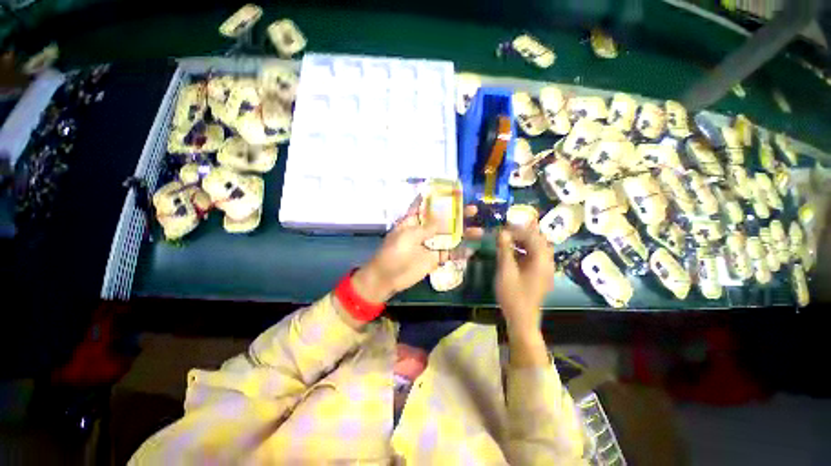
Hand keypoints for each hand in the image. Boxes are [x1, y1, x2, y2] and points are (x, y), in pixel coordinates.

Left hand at [352, 202, 483, 303]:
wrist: (388, 277)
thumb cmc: (394, 252)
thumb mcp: (408, 236)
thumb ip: (427, 228)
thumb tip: (444, 220)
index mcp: (414, 221)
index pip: (425, 205)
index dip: (436, 198)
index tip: (451, 191)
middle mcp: (424, 230)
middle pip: (443, 220)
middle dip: (457, 215)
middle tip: (473, 210)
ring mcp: (431, 244)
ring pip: (450, 236)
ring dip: (463, 234)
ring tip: (478, 231)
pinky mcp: (434, 258)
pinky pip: (449, 254)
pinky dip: (460, 253)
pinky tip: (472, 250)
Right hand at [495, 221, 553, 338]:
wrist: (522, 319)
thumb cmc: (513, 295)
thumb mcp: (506, 271)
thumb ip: (505, 250)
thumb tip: (502, 232)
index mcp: (541, 260)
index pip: (533, 236)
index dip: (518, 228)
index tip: (503, 226)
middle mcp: (547, 261)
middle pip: (538, 239)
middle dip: (522, 232)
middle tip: (505, 230)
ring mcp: (544, 268)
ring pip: (536, 247)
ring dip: (522, 240)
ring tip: (506, 238)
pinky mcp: (539, 274)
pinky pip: (533, 256)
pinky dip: (523, 250)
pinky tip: (511, 251)